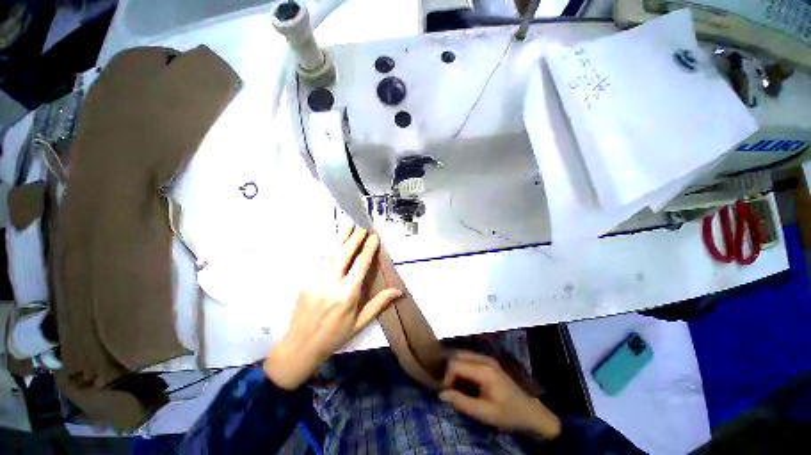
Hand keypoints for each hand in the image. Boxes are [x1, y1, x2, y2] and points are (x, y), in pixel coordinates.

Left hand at [264, 227, 402, 389]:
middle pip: (345, 253)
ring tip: (349, 226)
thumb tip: (399, 291)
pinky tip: (336, 243)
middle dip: (355, 237)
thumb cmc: (335, 336)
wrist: (300, 346)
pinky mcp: (306, 281)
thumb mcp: (360, 323)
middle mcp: (331, 283)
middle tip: (362, 224)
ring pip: (331, 253)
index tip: (374, 236)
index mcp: (347, 294)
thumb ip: (379, 303)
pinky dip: (331, 249)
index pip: (361, 264)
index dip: (368, 248)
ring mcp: (316, 280)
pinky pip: (321, 261)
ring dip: (341, 238)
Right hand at [440, 351, 561, 439]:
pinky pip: (468, 358)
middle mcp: (484, 359)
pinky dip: (461, 366)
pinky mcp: (488, 362)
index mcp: (484, 370)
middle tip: (447, 387)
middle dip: (448, 370)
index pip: (456, 364)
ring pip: (462, 354)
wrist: (531, 413)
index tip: (446, 393)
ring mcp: (487, 358)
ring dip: (454, 367)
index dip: (447, 377)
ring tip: (452, 384)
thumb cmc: (508, 415)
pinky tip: (461, 379)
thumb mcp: (484, 413)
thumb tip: (441, 394)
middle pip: (457, 355)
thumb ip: (462, 402)